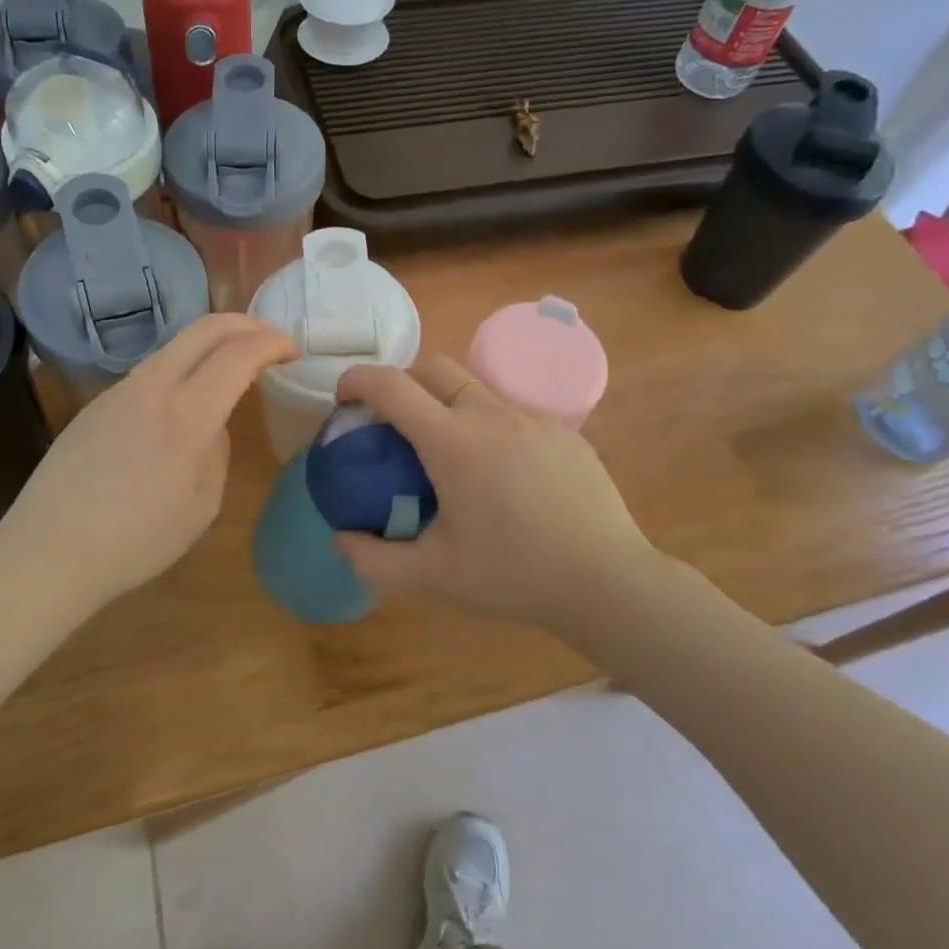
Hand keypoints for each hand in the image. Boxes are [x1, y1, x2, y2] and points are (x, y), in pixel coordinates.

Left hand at [0, 314, 296, 611]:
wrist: (50, 550)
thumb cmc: (137, 540)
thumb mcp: (201, 506)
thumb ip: (216, 452)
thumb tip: (211, 426)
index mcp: (187, 414)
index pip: (239, 354)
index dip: (271, 343)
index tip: (291, 352)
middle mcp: (152, 386)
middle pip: (204, 328)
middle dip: (245, 325)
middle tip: (269, 341)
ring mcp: (119, 390)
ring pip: (175, 347)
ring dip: (211, 346)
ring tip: (230, 370)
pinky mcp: (97, 403)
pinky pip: (151, 373)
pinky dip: (182, 371)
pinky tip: (182, 405)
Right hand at [331, 357, 668, 636]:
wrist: (607, 581)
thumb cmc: (514, 574)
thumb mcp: (433, 575)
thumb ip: (374, 559)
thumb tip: (340, 537)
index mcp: (452, 441)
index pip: (391, 386)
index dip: (357, 380)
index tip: (343, 397)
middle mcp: (490, 414)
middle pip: (433, 367)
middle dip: (402, 381)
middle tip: (393, 423)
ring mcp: (532, 419)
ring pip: (475, 388)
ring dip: (446, 402)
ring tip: (447, 452)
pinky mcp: (564, 432)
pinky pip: (512, 413)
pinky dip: (487, 426)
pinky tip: (501, 475)